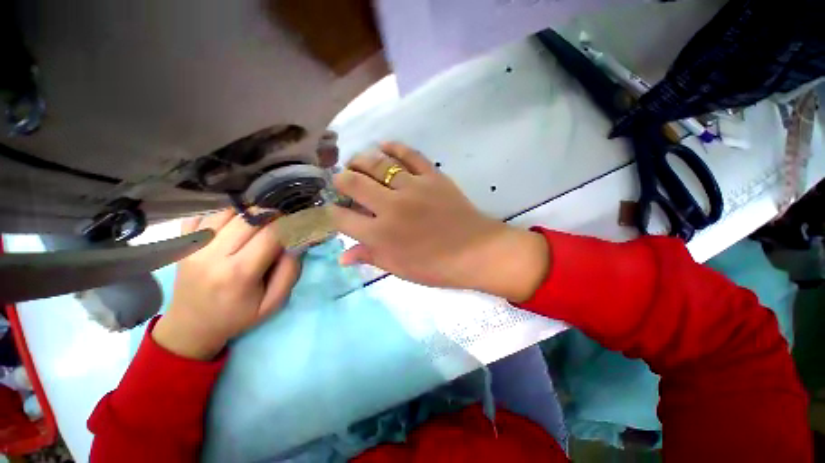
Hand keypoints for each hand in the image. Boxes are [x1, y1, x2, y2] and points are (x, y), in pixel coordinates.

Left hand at [153, 210, 300, 359]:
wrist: (190, 326)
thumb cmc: (237, 316)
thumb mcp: (273, 303)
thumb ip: (290, 271)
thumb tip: (296, 242)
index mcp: (238, 273)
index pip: (270, 234)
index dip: (288, 224)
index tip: (298, 223)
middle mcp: (212, 255)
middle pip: (248, 218)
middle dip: (271, 215)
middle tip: (281, 220)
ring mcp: (192, 247)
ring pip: (227, 211)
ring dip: (249, 213)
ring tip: (259, 222)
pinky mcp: (182, 243)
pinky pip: (204, 214)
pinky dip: (223, 213)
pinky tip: (234, 223)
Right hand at [331, 142, 548, 300]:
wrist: (476, 251)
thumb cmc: (436, 266)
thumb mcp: (399, 268)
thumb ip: (370, 257)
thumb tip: (343, 256)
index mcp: (380, 234)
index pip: (342, 218)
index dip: (333, 212)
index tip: (335, 210)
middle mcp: (390, 206)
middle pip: (353, 183)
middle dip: (341, 180)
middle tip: (342, 181)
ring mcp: (412, 187)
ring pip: (377, 163)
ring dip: (360, 160)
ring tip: (356, 162)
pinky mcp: (432, 176)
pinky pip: (409, 155)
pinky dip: (393, 147)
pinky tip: (383, 146)